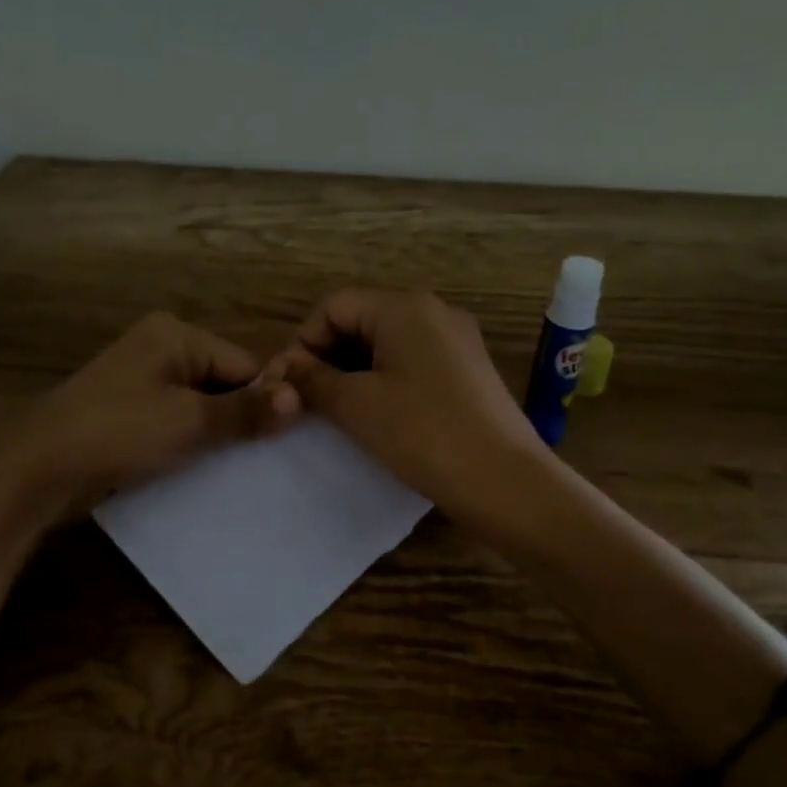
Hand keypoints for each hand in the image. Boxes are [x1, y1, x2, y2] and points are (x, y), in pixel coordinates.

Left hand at [5, 311, 299, 515]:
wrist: (38, 468)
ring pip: (199, 404)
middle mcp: (159, 347)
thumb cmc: (119, 431)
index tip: (283, 441)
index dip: (264, 400)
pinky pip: (174, 419)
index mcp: (175, 334)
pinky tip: (201, 467)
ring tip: (235, 466)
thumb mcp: (189, 421)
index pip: (243, 363)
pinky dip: (189, 440)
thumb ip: (245, 411)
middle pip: (222, 381)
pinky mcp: (127, 409)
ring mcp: (140, 378)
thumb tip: (300, 399)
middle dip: (239, 418)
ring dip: (215, 433)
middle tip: (262, 459)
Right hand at [271, 289, 548, 514]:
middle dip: (327, 356)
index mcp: (405, 307)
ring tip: (336, 410)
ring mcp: (456, 340)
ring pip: (386, 342)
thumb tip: (283, 367)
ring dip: (353, 370)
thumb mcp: (356, 404)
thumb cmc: (422, 433)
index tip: (288, 384)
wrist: (503, 481)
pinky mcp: (467, 369)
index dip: (303, 341)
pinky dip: (384, 379)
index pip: (333, 306)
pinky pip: (412, 361)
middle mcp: (434, 311)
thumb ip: (312, 379)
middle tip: (307, 400)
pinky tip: (375, 414)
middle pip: (361, 319)